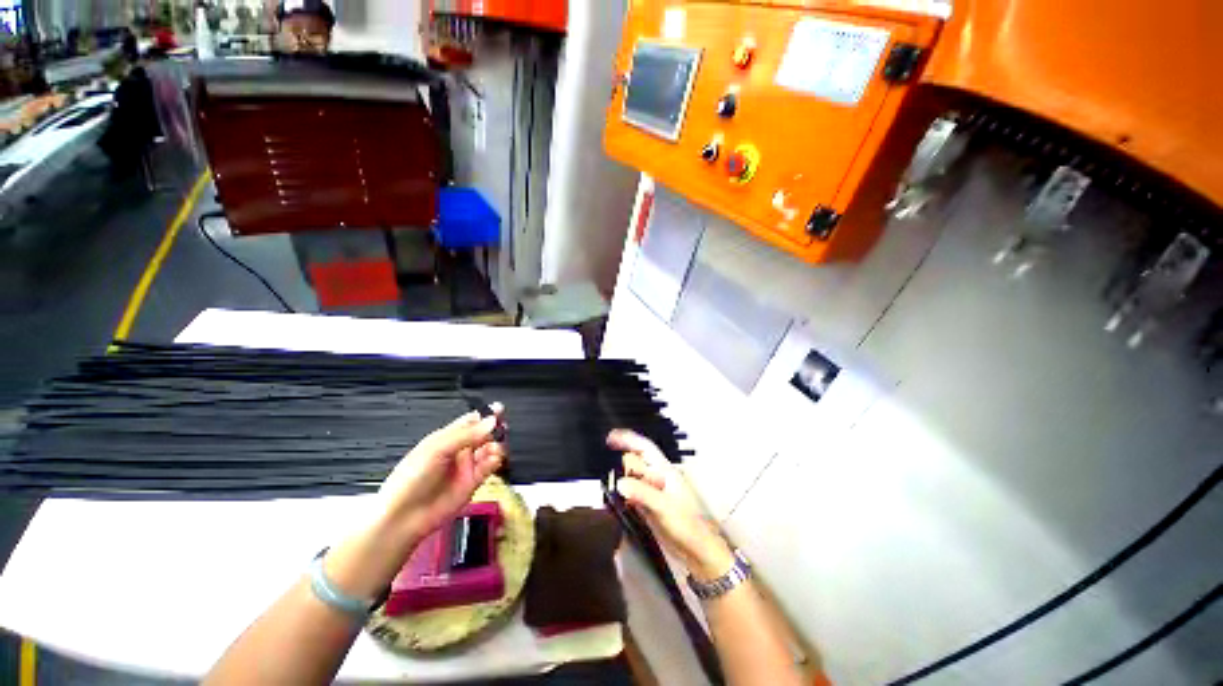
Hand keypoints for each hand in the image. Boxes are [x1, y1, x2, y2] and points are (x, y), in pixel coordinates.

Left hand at [376, 404, 506, 545]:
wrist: (404, 517)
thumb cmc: (410, 479)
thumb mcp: (438, 449)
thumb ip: (467, 435)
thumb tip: (492, 421)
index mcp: (447, 438)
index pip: (471, 421)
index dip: (485, 415)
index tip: (499, 410)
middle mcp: (459, 450)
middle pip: (484, 433)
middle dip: (495, 429)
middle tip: (501, 429)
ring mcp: (466, 466)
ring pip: (490, 449)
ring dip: (497, 445)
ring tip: (496, 448)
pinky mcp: (473, 482)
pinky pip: (490, 466)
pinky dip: (496, 461)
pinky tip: (494, 459)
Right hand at [607, 429, 733, 580]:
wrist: (696, 551)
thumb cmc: (686, 524)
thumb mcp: (663, 506)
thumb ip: (642, 493)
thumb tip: (619, 482)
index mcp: (664, 470)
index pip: (645, 448)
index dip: (628, 440)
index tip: (610, 437)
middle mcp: (657, 477)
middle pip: (635, 462)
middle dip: (623, 465)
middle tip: (612, 477)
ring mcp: (652, 492)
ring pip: (632, 478)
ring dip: (622, 481)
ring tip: (613, 490)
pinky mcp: (648, 506)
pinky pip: (631, 494)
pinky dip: (623, 495)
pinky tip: (617, 502)